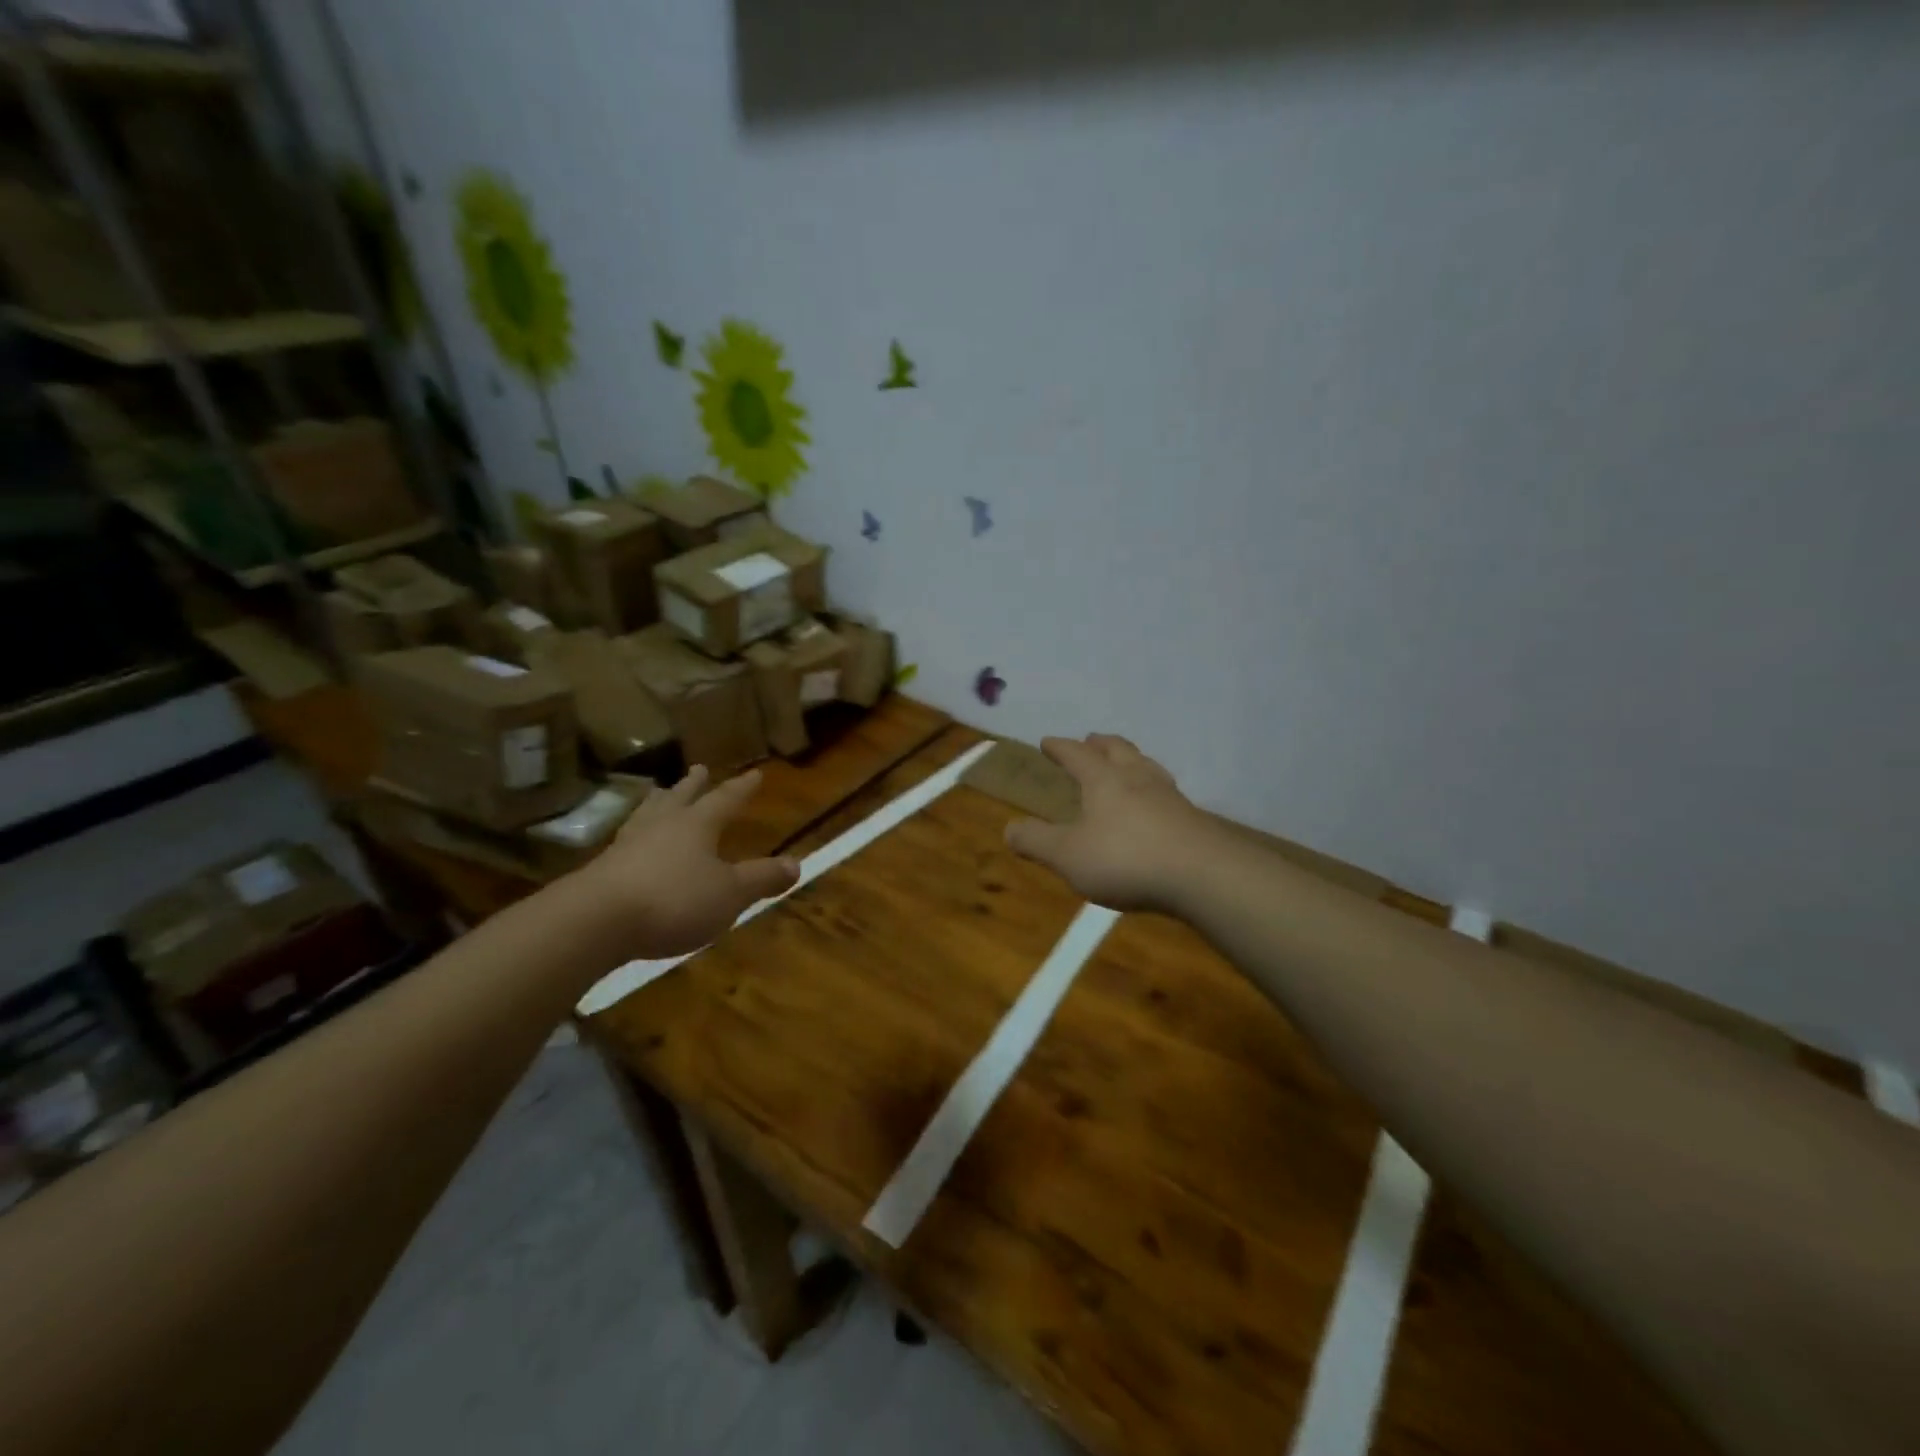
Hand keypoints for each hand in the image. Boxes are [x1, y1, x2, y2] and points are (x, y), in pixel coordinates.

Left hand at [580, 765, 799, 957]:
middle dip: (693, 785)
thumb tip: (797, 864)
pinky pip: (627, 841)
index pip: (725, 800)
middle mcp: (662, 826)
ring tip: (659, 793)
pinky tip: (631, 843)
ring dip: (659, 802)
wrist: (595, 922)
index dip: (741, 788)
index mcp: (696, 825)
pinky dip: (637, 834)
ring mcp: (628, 845)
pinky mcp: (602, 870)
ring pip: (648, 814)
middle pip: (680, 798)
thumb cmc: (674, 900)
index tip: (755, 773)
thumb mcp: (730, 893)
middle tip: (699, 769)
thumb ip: (761, 878)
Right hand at [1004, 735, 1215, 912]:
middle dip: (1101, 744)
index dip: (1060, 748)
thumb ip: (1036, 841)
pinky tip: (1155, 804)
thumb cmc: (1125, 858)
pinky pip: (1166, 792)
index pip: (1077, 754)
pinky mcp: (1191, 818)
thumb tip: (1008, 829)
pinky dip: (1152, 789)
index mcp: (1104, 780)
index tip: (1047, 742)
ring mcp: (1169, 796)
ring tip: (1125, 764)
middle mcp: (1137, 778)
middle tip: (1091, 740)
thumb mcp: (1068, 855)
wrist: (1202, 874)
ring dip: (1131, 760)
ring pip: (1146, 766)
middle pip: (1119, 750)